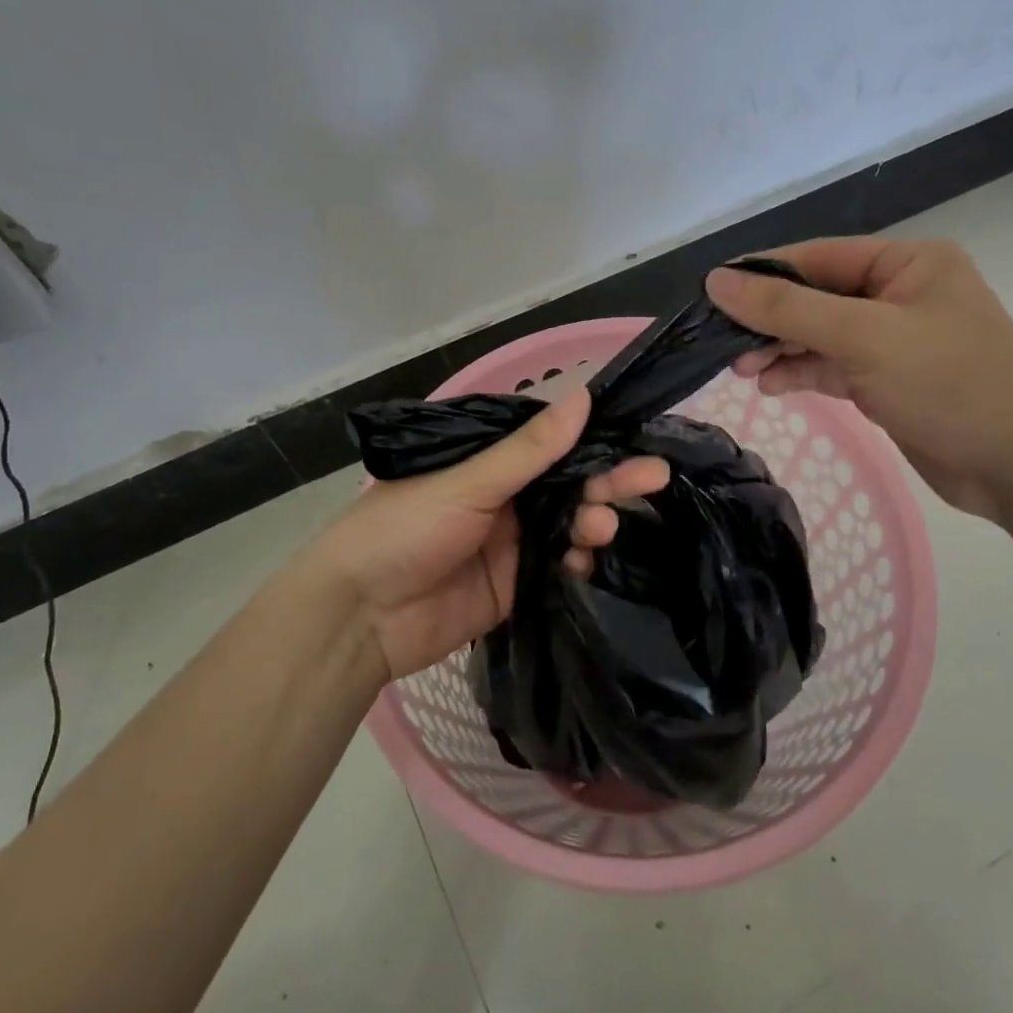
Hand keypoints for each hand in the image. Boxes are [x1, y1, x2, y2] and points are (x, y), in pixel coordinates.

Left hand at [307, 388, 670, 679]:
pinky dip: (580, 564)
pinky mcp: (518, 586)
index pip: (555, 445)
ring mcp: (514, 543)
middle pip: (570, 485)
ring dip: (594, 522)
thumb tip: (584, 395)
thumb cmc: (403, 529)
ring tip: (602, 526)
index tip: (639, 438)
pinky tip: (588, 561)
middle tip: (653, 477)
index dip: (595, 441)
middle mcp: (507, 498)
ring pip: (571, 526)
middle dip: (610, 481)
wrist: (359, 618)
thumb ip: (529, 449)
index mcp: (489, 463)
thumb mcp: (467, 482)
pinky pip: (562, 569)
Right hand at [706, 238, 1012, 518]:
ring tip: (743, 371)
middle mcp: (899, 294)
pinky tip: (771, 385)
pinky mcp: (887, 380)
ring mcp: (893, 339)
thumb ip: (788, 309)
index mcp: (908, 263)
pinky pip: (832, 366)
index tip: (711, 293)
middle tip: (724, 345)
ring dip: (780, 350)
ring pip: (820, 335)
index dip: (764, 274)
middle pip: (816, 296)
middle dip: (770, 320)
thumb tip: (718, 282)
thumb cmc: (948, 384)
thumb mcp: (863, 337)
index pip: (819, 257)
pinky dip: (801, 373)